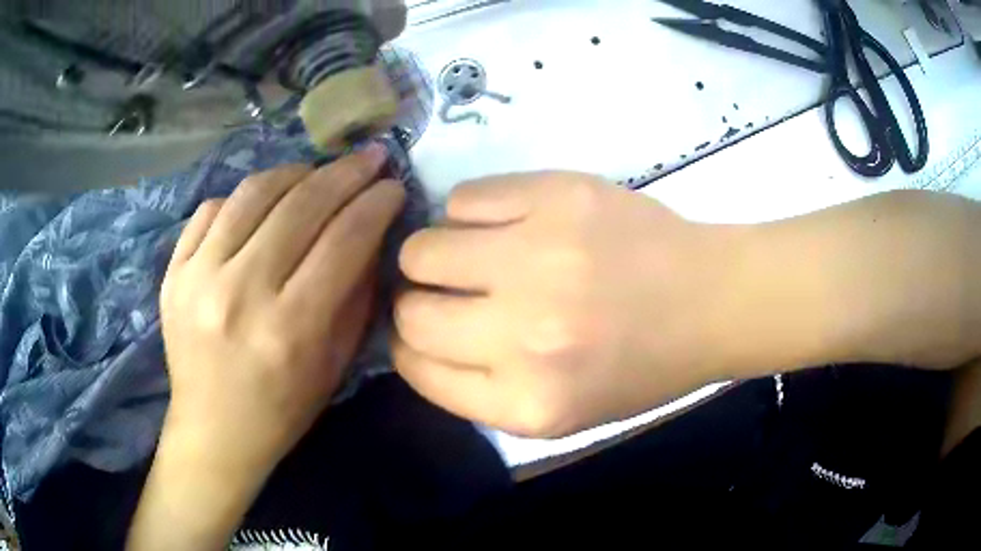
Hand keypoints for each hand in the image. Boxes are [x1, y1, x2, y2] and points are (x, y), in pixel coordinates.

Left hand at [159, 145, 404, 469]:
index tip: (394, 187)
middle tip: (370, 158)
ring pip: (254, 193)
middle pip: (301, 205)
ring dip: (296, 173)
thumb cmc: (282, 410)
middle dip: (346, 172)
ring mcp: (198, 276)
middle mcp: (240, 294)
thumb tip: (372, 234)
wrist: (213, 431)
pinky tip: (264, 203)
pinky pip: (213, 208)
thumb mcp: (334, 365)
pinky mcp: (173, 271)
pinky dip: (246, 197)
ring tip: (318, 172)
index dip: (376, 204)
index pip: (344, 240)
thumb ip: (355, 295)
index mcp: (289, 329)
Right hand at [393, 172, 730, 437]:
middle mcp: (526, 337)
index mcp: (528, 404)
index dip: (410, 347)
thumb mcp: (559, 411)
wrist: (708, 300)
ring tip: (473, 253)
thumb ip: (479, 388)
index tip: (421, 331)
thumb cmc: (639, 364)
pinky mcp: (556, 197)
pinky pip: (463, 198)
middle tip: (450, 290)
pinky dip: (469, 212)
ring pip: (422, 248)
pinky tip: (503, 223)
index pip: (416, 368)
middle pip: (411, 311)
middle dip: (417, 301)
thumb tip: (411, 339)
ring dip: (435, 253)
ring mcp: (540, 258)